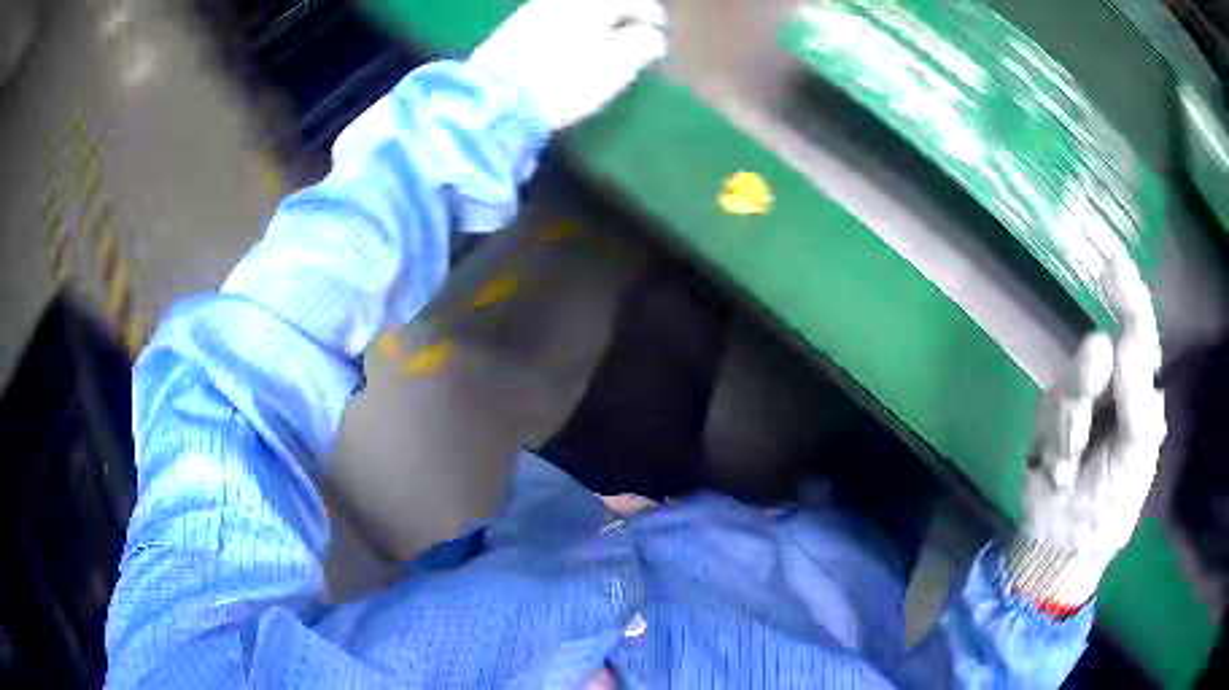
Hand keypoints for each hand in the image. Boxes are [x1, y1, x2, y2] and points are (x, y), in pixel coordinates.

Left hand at [469, 0, 668, 129]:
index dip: (650, 11)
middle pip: (600, 2)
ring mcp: (533, 12)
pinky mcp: (512, 31)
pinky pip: (554, 19)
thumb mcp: (617, 63)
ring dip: (596, 21)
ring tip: (605, 40)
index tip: (662, 28)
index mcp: (592, 3)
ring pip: (575, 9)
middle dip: (621, 13)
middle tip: (635, 30)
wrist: (495, 97)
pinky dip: (572, 28)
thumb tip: (651, 35)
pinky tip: (571, 46)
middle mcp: (561, 1)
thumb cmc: (565, 78)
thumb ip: (642, 43)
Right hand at [1007, 259, 1165, 614]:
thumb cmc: (1113, 502)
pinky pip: (1048, 410)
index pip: (1139, 334)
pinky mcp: (1050, 419)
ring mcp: (1080, 402)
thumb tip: (1122, 337)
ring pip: (1069, 382)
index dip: (1129, 299)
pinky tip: (1058, 471)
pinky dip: (1054, 444)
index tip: (1112, 267)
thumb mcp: (1136, 454)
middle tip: (1087, 395)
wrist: (1065, 544)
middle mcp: (1112, 388)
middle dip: (1089, 377)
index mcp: (1140, 392)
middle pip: (1097, 354)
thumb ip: (1136, 397)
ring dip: (1070, 428)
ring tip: (1070, 468)